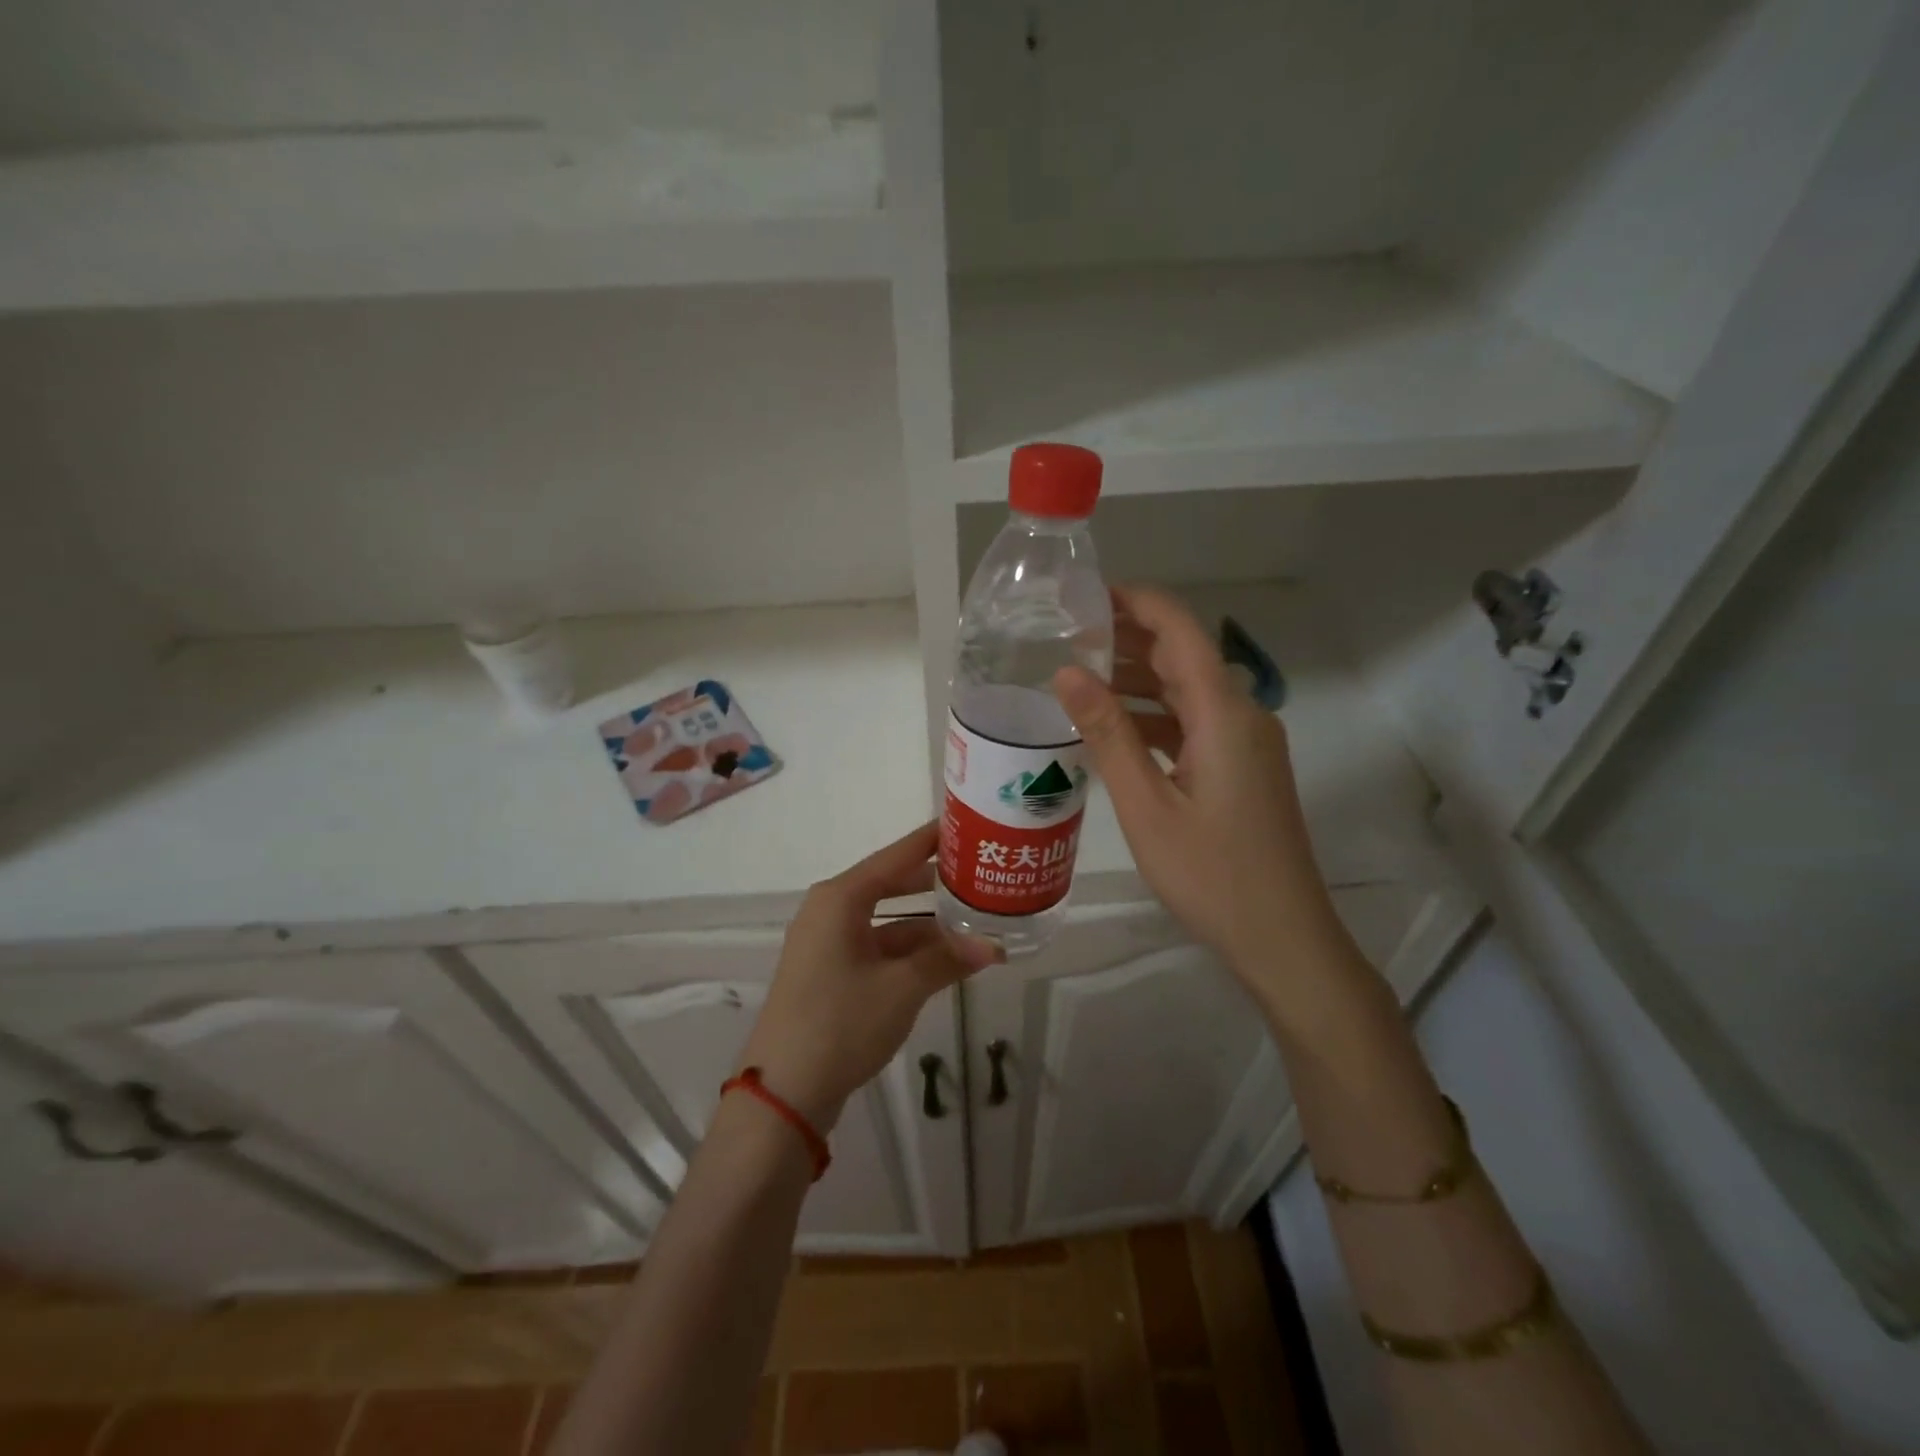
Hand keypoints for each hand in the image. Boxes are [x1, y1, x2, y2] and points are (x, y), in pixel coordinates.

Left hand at [738, 822, 1002, 1131]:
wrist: (784, 1092)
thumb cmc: (841, 1023)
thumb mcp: (902, 988)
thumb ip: (947, 960)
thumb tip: (994, 946)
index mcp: (840, 899)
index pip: (895, 856)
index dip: (929, 841)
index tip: (964, 824)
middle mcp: (830, 911)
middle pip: (891, 884)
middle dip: (934, 884)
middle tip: (979, 875)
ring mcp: (828, 943)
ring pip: (887, 920)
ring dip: (926, 925)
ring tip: (974, 921)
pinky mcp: (830, 972)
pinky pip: (877, 946)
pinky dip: (909, 950)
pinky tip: (944, 959)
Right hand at [1052, 586, 1350, 995]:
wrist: (1283, 937)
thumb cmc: (1211, 874)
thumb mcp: (1146, 805)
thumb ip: (1107, 734)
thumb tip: (1066, 671)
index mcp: (1224, 714)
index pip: (1180, 630)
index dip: (1137, 602)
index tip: (1088, 595)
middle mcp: (1243, 715)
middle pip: (1184, 656)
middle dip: (1130, 638)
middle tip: (1069, 634)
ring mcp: (1248, 743)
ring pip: (1188, 691)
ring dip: (1139, 679)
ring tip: (1081, 676)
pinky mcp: (1244, 769)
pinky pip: (1195, 724)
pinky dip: (1155, 716)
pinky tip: (1115, 729)